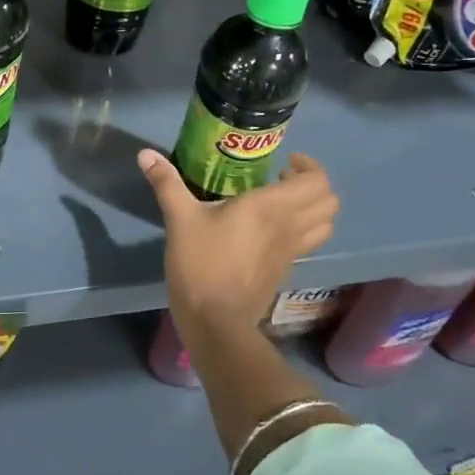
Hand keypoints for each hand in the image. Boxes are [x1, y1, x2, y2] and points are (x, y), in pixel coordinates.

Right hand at [138, 149, 337, 342]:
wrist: (216, 320)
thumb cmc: (201, 264)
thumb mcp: (180, 219)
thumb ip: (167, 183)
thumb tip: (145, 154)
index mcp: (271, 208)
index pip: (317, 182)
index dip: (309, 167)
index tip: (284, 162)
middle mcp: (289, 227)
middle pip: (329, 202)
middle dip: (312, 184)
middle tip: (282, 178)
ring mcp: (291, 252)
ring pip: (324, 225)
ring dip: (312, 208)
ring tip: (281, 202)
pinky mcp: (285, 270)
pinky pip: (307, 242)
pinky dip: (300, 229)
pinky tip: (267, 229)